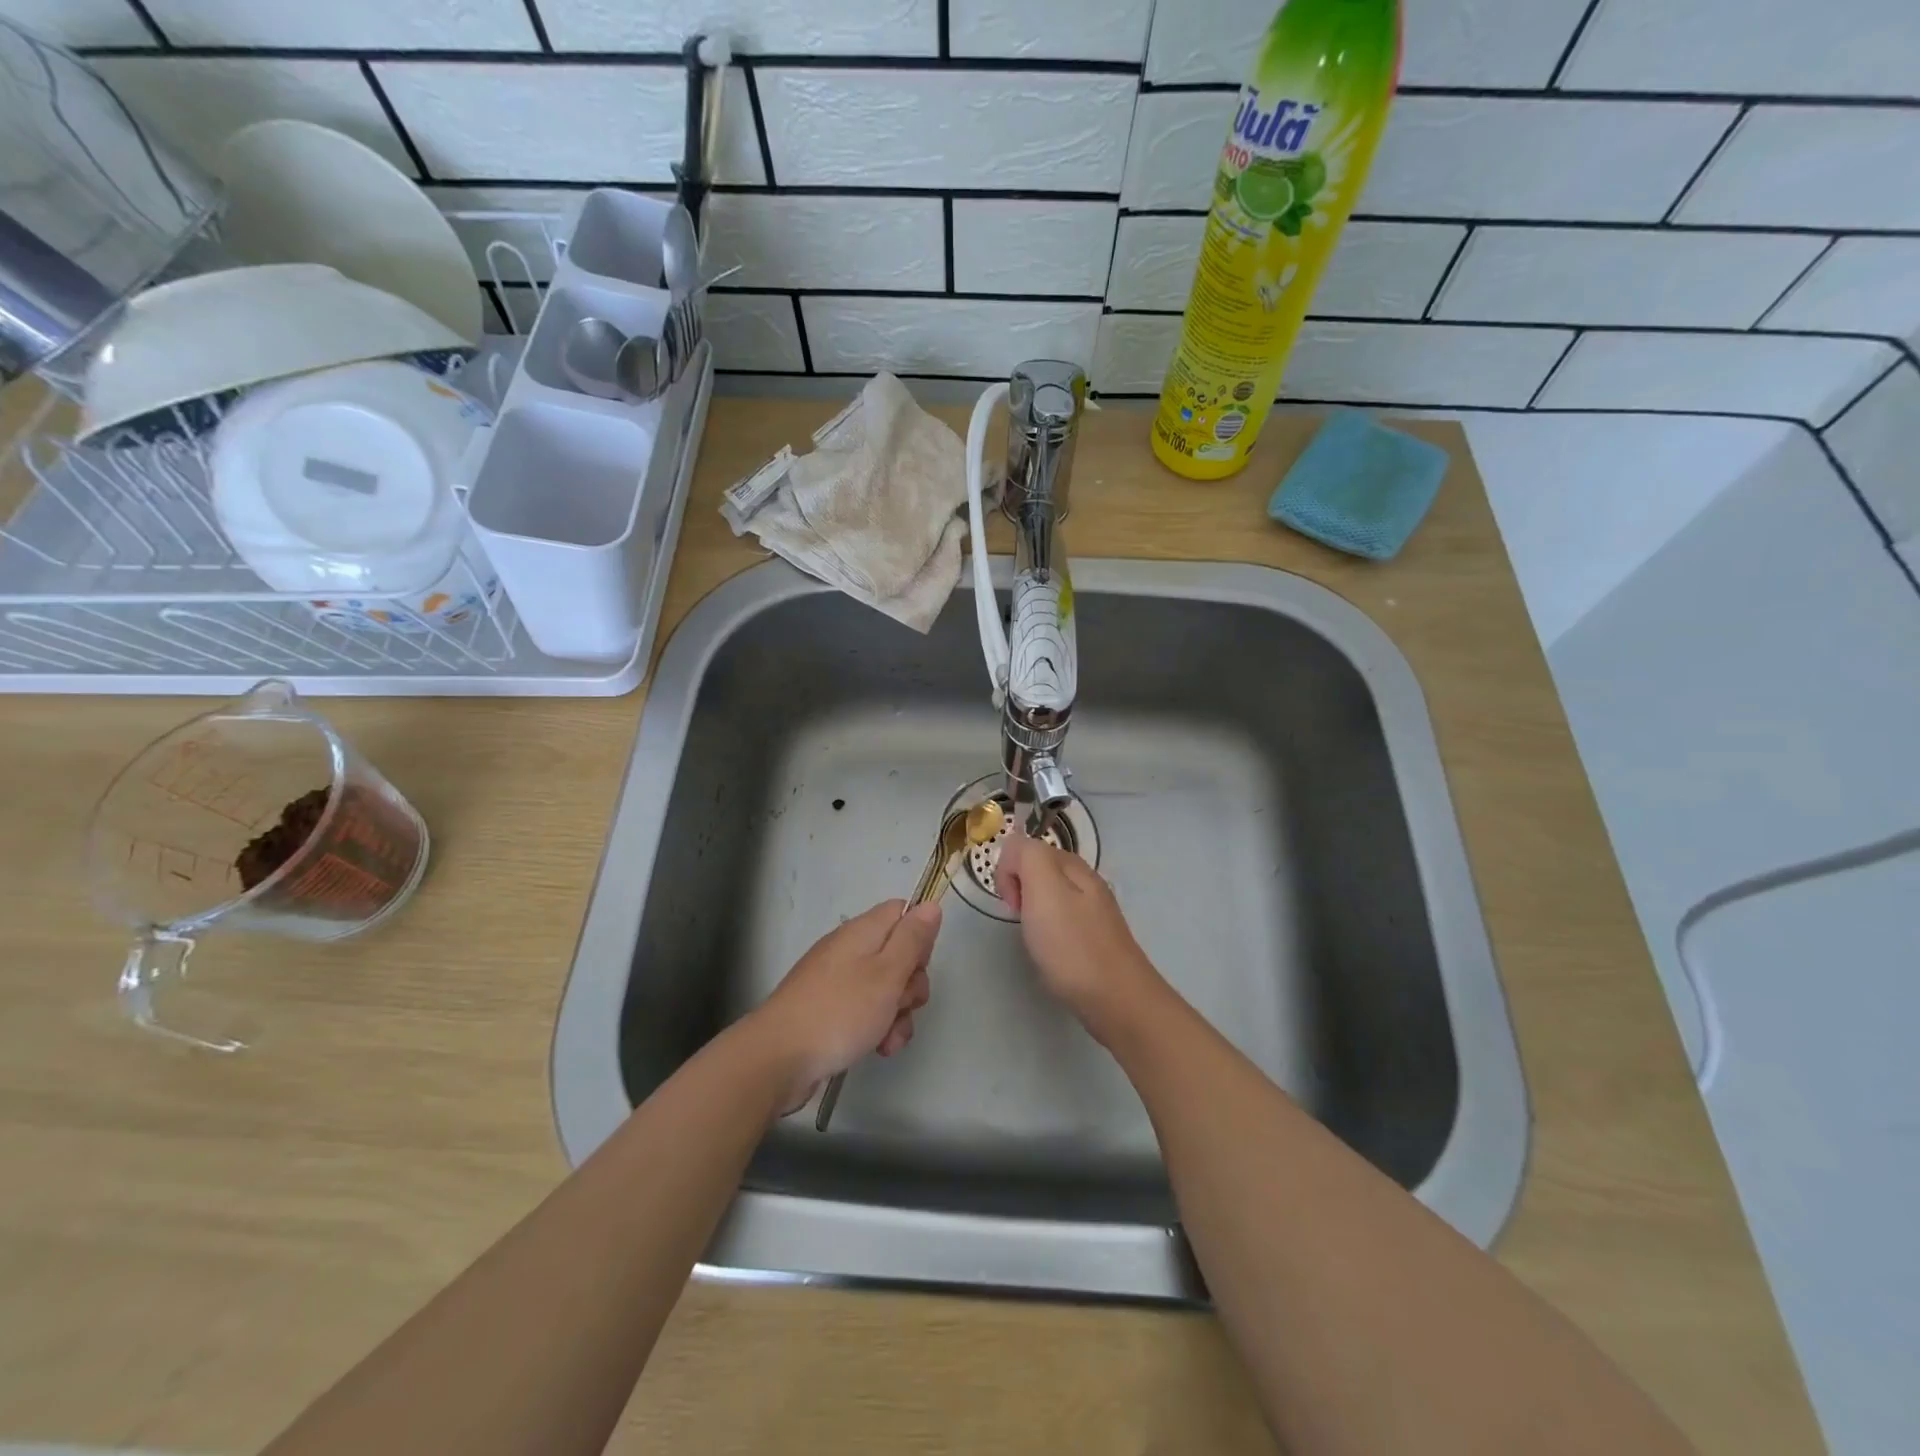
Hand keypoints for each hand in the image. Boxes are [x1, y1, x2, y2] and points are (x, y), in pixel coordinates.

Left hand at [753, 899, 940, 1109]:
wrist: (779, 1058)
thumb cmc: (840, 1011)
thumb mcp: (887, 973)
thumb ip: (912, 939)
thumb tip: (930, 905)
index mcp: (862, 931)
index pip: (902, 912)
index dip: (919, 936)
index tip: (919, 964)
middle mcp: (849, 949)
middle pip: (898, 953)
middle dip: (911, 983)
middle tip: (903, 1003)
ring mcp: (837, 980)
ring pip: (885, 987)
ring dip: (897, 1013)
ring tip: (889, 1037)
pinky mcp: (829, 1009)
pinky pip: (865, 1010)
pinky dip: (877, 1027)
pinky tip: (878, 1049)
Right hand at [996, 834, 1161, 1040]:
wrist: (1117, 1001)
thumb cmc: (1072, 945)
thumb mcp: (1043, 888)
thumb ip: (1026, 855)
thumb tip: (1014, 848)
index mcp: (1072, 865)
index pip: (1025, 847)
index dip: (1010, 872)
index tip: (1014, 904)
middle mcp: (1085, 881)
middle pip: (1037, 870)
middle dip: (1020, 892)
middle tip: (1025, 922)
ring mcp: (1092, 911)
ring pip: (1048, 896)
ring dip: (1033, 914)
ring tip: (1039, 941)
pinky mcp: (1094, 938)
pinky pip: (1060, 920)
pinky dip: (1048, 933)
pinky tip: (1054, 954)